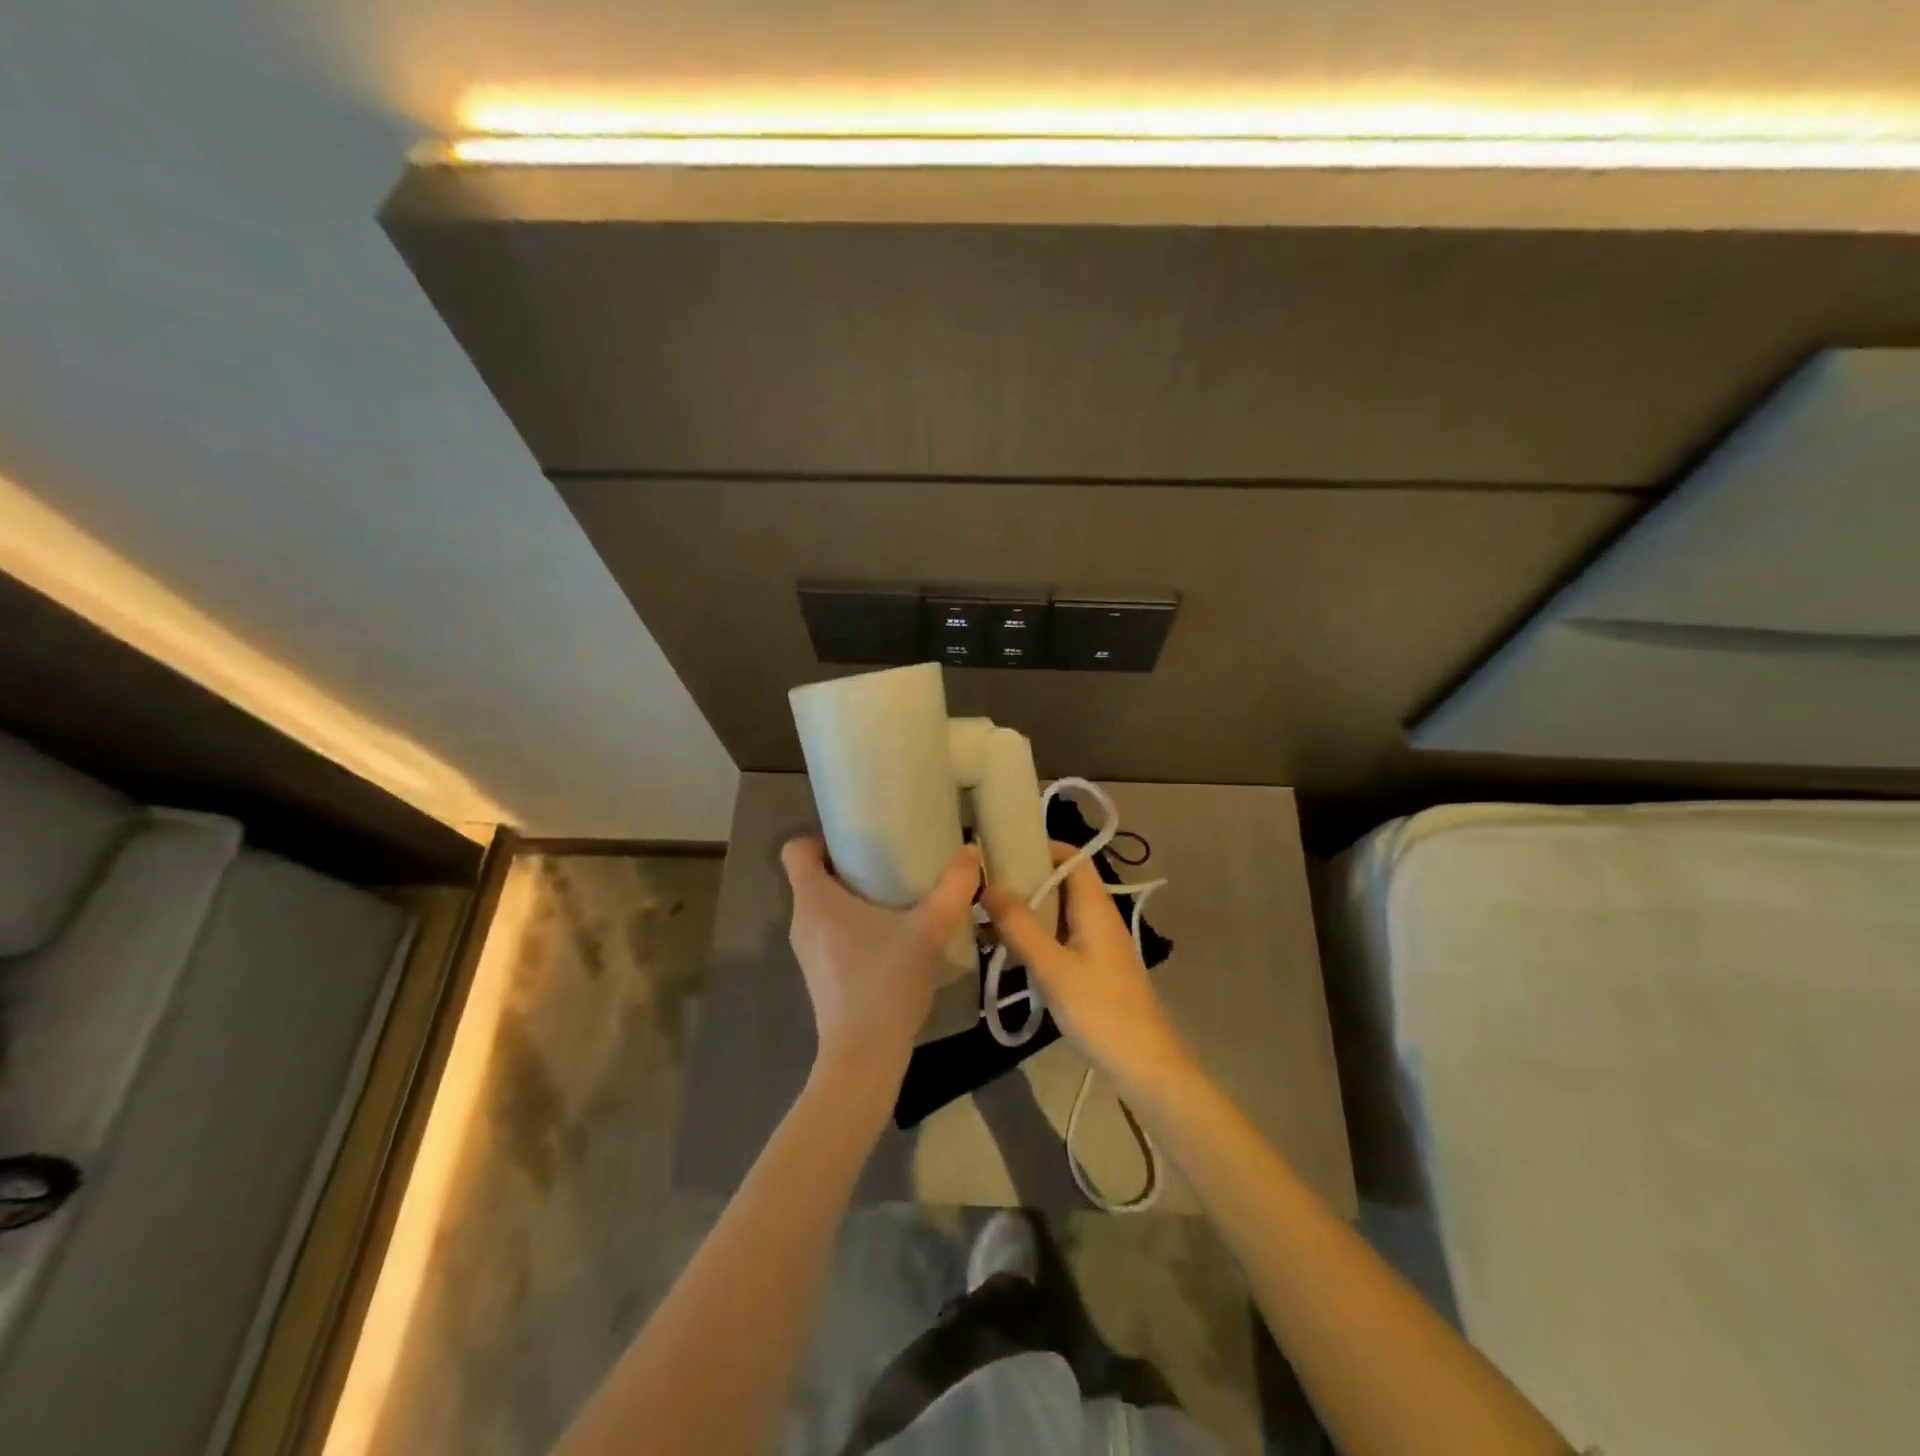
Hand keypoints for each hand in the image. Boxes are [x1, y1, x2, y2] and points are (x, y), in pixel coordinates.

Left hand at [781, 838, 981, 1088]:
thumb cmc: (884, 984)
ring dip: (854, 895)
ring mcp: (808, 950)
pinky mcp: (820, 973)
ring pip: (823, 905)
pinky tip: (892, 934)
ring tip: (896, 895)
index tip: (860, 841)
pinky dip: (854, 923)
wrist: (863, 1057)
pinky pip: (830, 931)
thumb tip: (972, 851)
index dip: (822, 839)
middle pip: (813, 875)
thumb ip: (952, 889)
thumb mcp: (927, 931)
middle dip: (849, 863)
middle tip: (890, 861)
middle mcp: (802, 921)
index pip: (796, 851)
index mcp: (815, 900)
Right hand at [984, 842, 1193, 1094]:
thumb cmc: (1101, 1011)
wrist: (1145, 1066)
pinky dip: (1036, 934)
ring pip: (1059, 911)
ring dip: (1028, 909)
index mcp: (1095, 907)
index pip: (1071, 857)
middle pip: (1062, 881)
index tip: (1001, 849)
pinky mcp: (1093, 968)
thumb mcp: (1054, 968)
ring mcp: (1097, 943)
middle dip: (1025, 877)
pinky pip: (1061, 936)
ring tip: (987, 913)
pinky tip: (1009, 949)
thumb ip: (1021, 926)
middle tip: (983, 883)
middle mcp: (1099, 917)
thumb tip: (988, 884)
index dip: (1040, 846)